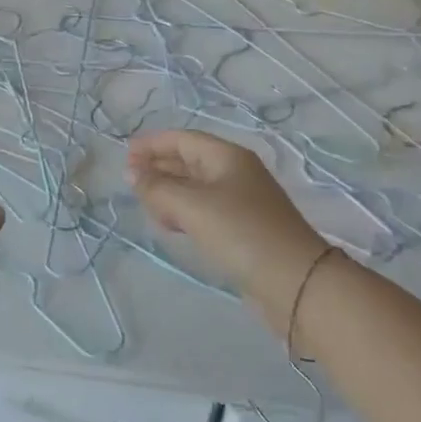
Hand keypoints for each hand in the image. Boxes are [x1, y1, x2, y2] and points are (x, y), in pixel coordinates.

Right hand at [128, 130, 326, 303]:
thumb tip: (132, 174)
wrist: (295, 282)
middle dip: (159, 167)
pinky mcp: (244, 229)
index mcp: (227, 157)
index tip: (125, 156)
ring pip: (196, 188)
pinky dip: (184, 212)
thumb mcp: (191, 205)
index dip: (152, 144)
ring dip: (169, 192)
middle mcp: (236, 173)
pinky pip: (205, 210)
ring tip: (146, 206)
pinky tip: (172, 226)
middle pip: (189, 161)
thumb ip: (157, 187)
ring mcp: (242, 202)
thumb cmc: (240, 232)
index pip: (183, 139)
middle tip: (130, 183)